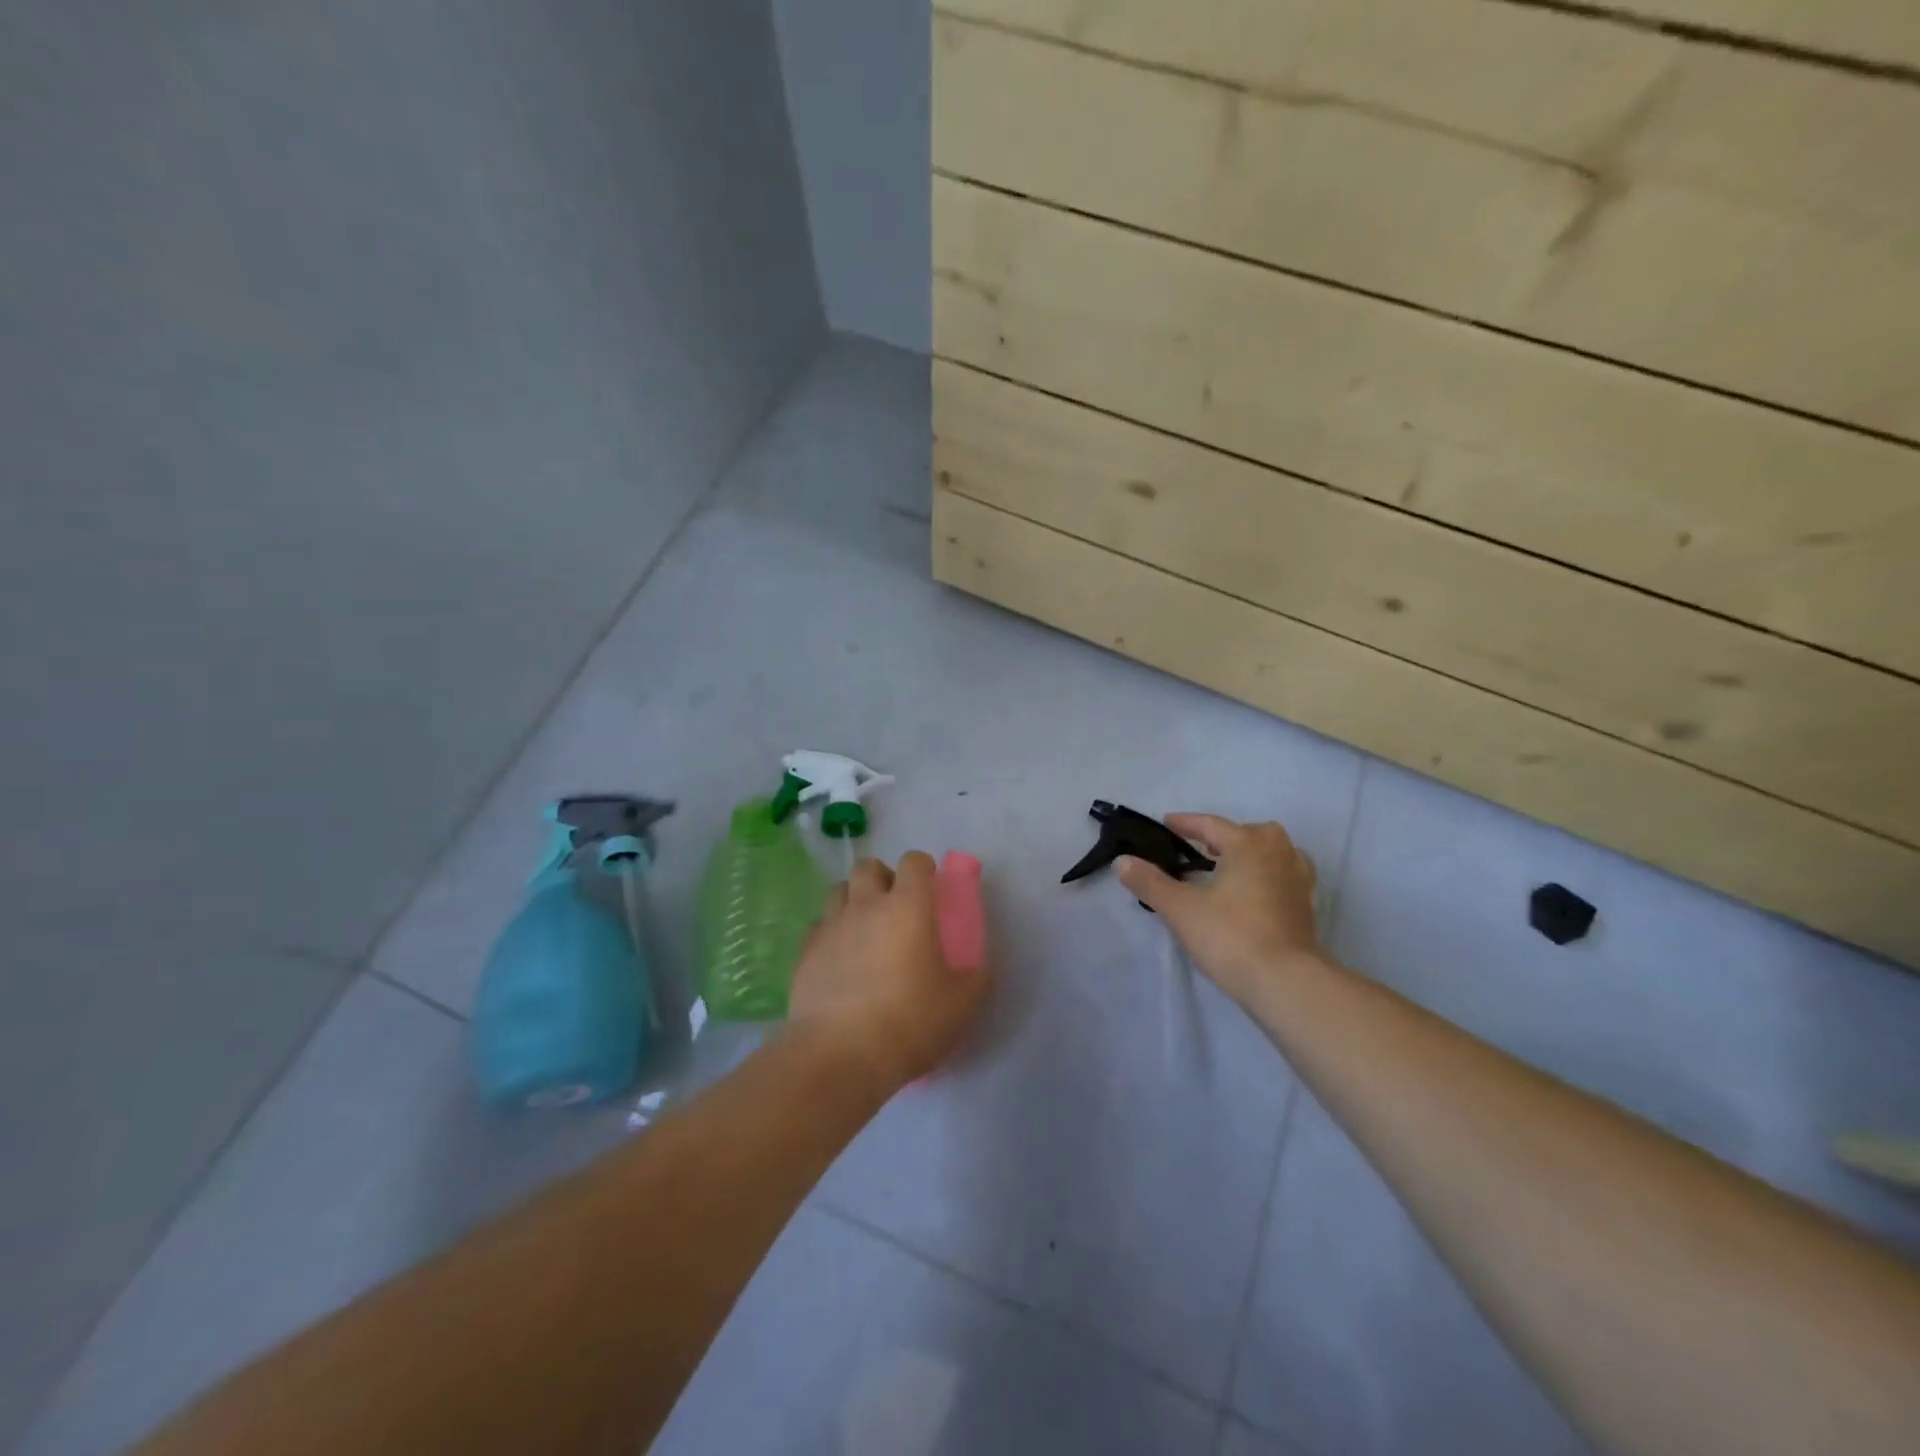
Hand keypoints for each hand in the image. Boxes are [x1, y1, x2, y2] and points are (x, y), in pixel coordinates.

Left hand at [786, 852, 989, 1092]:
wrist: (840, 1055)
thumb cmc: (910, 1021)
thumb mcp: (962, 1004)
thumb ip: (976, 978)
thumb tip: (979, 968)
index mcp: (908, 907)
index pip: (913, 862)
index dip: (923, 868)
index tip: (931, 886)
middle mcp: (866, 906)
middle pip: (868, 867)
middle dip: (882, 877)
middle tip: (895, 906)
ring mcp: (831, 927)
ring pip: (838, 891)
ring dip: (853, 899)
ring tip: (865, 929)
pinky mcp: (805, 953)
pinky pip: (818, 927)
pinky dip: (831, 933)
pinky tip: (839, 958)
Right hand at [1117, 814, 1320, 1003]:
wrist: (1284, 982)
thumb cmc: (1229, 935)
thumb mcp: (1180, 908)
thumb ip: (1150, 882)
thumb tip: (1122, 861)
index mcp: (1247, 845)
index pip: (1211, 825)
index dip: (1186, 823)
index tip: (1166, 824)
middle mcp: (1278, 854)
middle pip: (1251, 832)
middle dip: (1226, 836)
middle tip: (1202, 848)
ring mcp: (1298, 881)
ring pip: (1276, 853)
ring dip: (1253, 854)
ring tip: (1231, 869)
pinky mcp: (1307, 908)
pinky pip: (1286, 877)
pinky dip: (1269, 876)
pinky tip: (1254, 894)